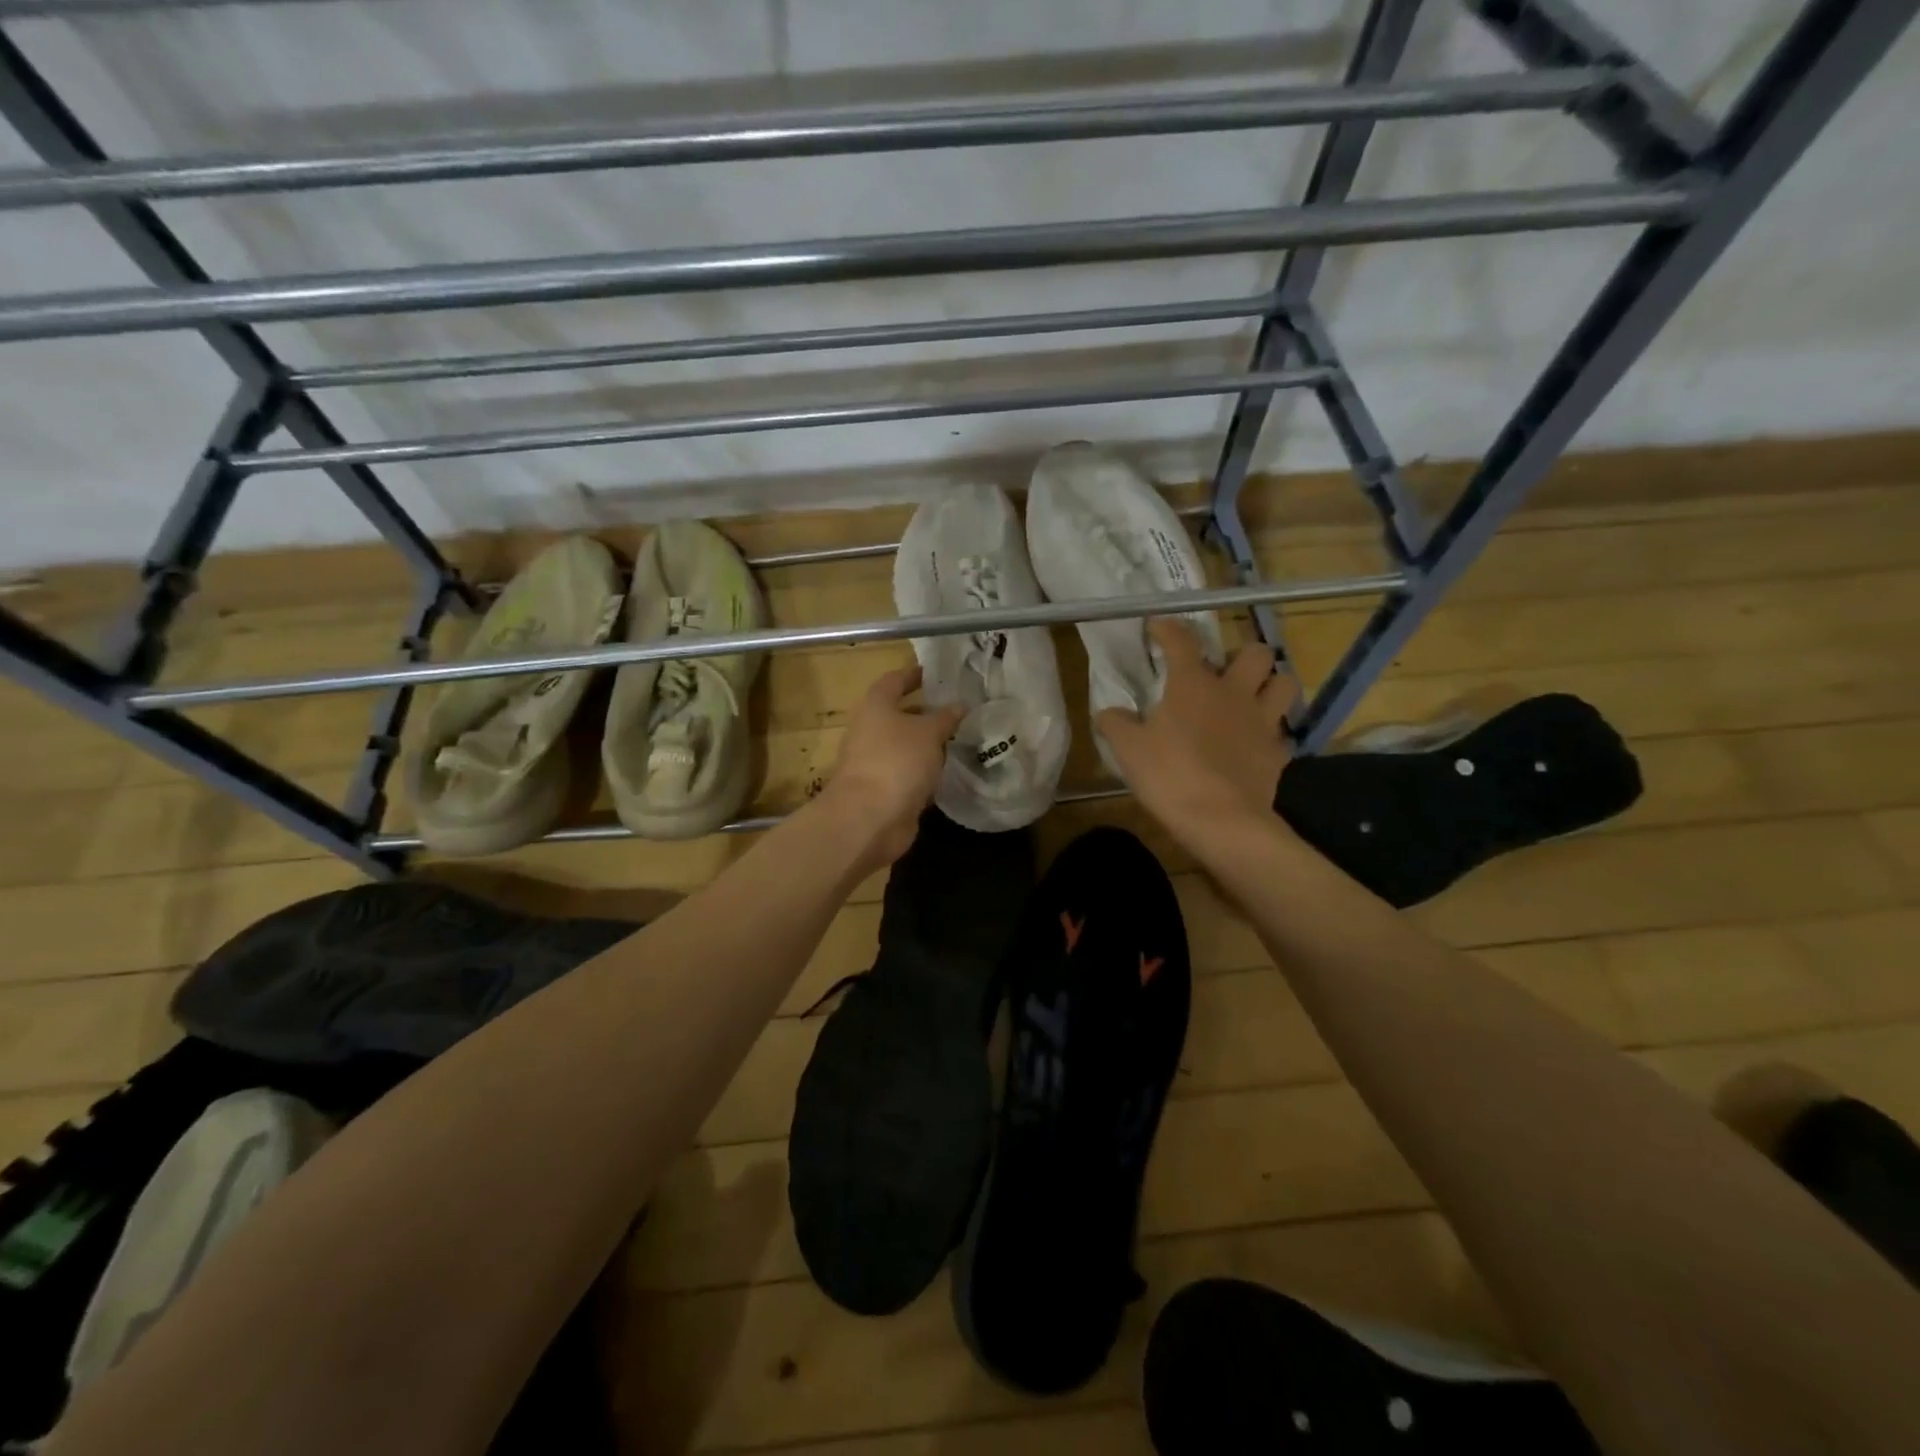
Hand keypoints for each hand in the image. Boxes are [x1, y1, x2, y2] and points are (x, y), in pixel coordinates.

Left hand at [817, 664, 963, 869]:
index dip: (913, 675)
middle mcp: (871, 732)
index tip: (936, 675)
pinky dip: (925, 772)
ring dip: (928, 745)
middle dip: (927, 714)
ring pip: (906, 747)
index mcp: (876, 707)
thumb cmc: (897, 762)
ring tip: (961, 741)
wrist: (869, 818)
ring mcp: (875, 763)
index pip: (894, 681)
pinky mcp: (883, 791)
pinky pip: (908, 774)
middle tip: (959, 712)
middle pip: (900, 716)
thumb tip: (959, 706)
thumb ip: (945, 718)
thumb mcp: (928, 733)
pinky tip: (949, 773)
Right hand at [1096, 619, 1295, 841]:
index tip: (1159, 626)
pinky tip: (1254, 744)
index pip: (1182, 641)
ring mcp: (1262, 722)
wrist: (1220, 820)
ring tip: (1251, 698)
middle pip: (1256, 653)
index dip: (1169, 628)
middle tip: (1224, 673)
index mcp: (1193, 685)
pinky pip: (1282, 733)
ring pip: (1285, 684)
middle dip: (1242, 655)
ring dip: (1270, 685)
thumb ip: (1116, 724)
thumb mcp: (1128, 749)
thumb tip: (1108, 712)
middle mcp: (1234, 693)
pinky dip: (1270, 734)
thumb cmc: (1169, 776)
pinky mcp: (1277, 753)